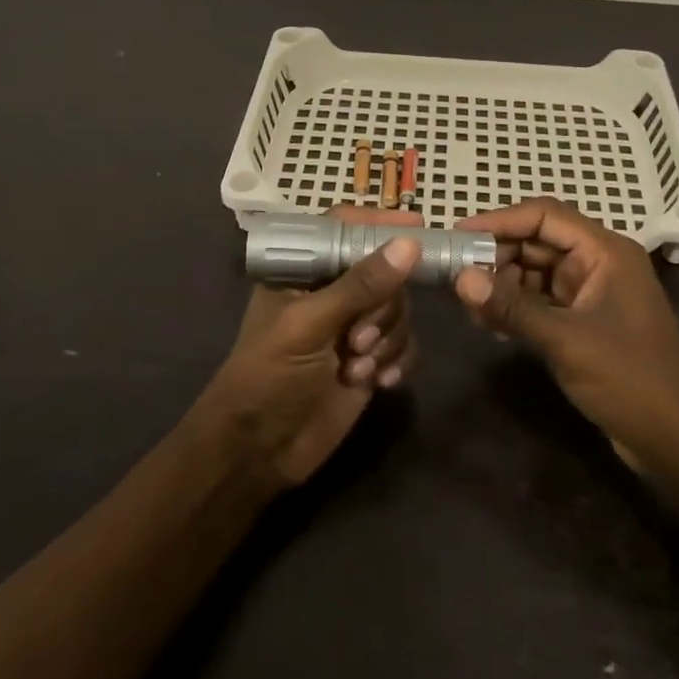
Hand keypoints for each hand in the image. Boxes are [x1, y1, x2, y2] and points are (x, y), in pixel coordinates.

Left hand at [195, 209, 423, 488]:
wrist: (260, 452)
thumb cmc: (268, 377)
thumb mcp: (309, 325)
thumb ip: (360, 285)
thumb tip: (410, 244)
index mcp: (303, 272)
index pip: (344, 230)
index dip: (379, 226)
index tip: (418, 227)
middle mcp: (331, 293)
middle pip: (384, 273)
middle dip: (382, 308)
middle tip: (358, 340)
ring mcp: (353, 327)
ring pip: (399, 310)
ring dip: (388, 339)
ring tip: (359, 369)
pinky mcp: (370, 360)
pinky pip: (406, 344)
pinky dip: (400, 360)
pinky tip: (380, 382)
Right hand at [453, 198, 678, 473]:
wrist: (678, 439)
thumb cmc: (629, 378)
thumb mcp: (566, 340)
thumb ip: (512, 307)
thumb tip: (460, 278)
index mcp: (605, 251)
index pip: (544, 215)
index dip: (499, 220)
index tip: (458, 234)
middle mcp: (599, 262)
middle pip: (537, 241)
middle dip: (496, 256)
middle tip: (456, 277)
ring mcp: (592, 292)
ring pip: (536, 271)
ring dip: (503, 284)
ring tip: (470, 307)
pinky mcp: (585, 320)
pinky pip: (542, 300)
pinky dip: (516, 307)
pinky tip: (491, 326)